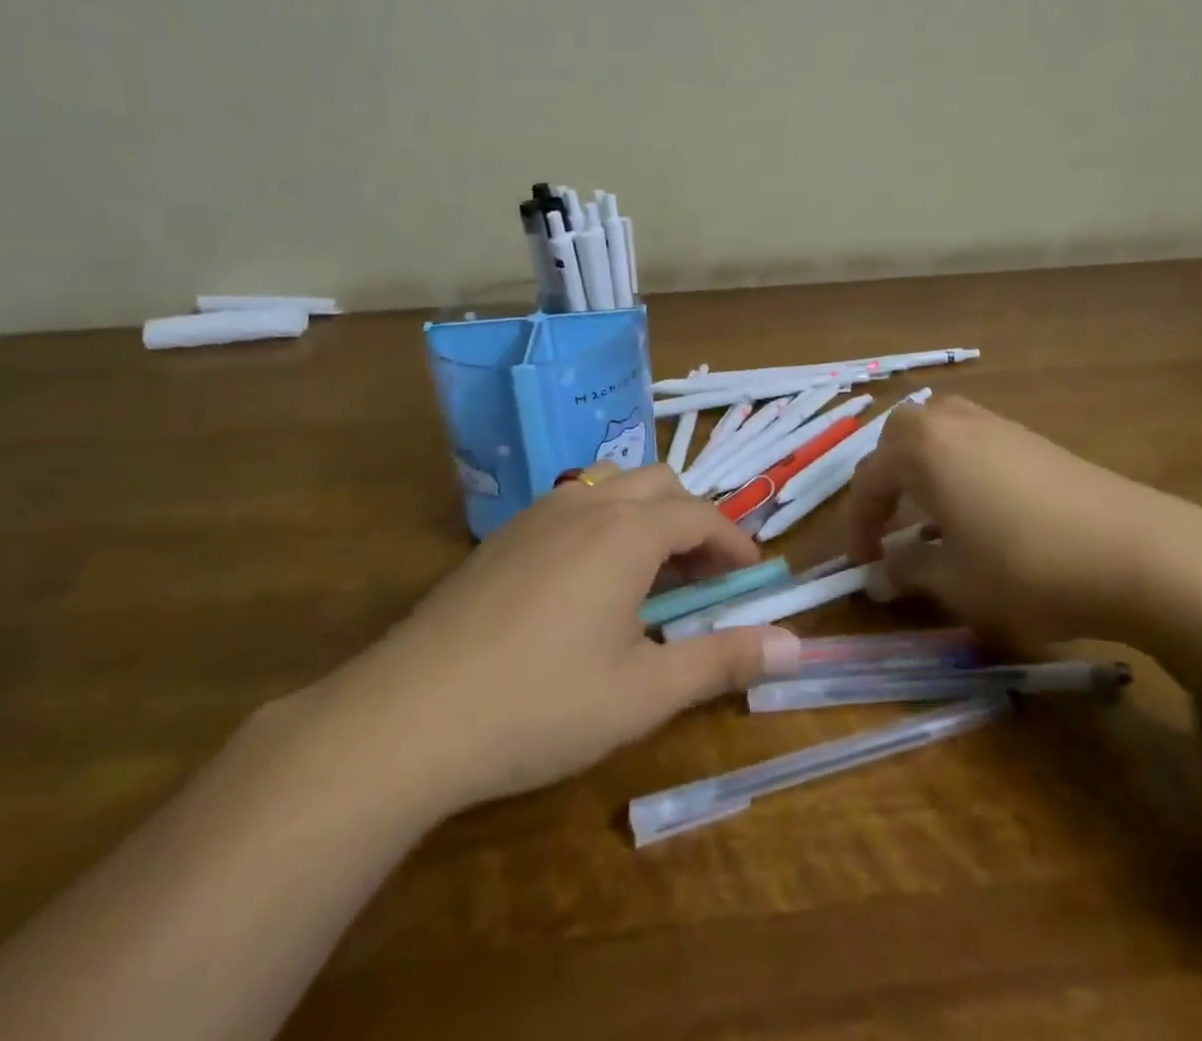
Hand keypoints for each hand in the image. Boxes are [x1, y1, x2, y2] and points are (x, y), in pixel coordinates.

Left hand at [316, 462, 800, 818]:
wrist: (406, 717)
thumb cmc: (541, 704)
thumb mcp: (645, 692)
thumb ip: (722, 661)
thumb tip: (795, 646)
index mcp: (627, 531)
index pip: (701, 516)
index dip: (735, 541)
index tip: (753, 574)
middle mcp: (586, 504)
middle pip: (659, 484)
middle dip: (693, 520)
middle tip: (704, 576)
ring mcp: (537, 515)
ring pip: (612, 487)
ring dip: (647, 518)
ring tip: (651, 577)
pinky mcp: (502, 537)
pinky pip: (573, 507)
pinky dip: (605, 526)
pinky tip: (588, 585)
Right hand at [848, 397, 1201, 649]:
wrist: (1136, 551)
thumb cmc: (1025, 564)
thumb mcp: (954, 580)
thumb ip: (907, 572)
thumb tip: (879, 575)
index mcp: (920, 447)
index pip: (868, 480)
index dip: (858, 526)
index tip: (862, 565)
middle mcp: (951, 421)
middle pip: (899, 439)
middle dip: (886, 480)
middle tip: (891, 524)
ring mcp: (996, 424)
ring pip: (938, 435)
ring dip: (923, 470)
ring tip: (933, 516)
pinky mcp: (1032, 438)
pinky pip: (974, 443)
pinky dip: (959, 469)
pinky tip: (982, 510)